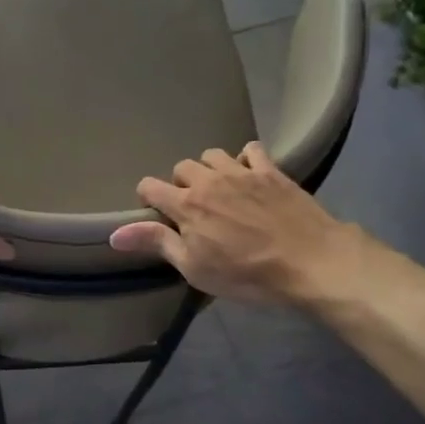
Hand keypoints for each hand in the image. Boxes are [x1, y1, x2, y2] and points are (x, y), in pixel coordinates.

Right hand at [109, 142, 359, 305]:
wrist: (310, 261)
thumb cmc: (247, 274)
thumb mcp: (195, 267)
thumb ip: (157, 243)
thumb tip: (114, 233)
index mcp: (186, 205)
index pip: (150, 187)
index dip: (148, 198)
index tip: (157, 214)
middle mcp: (209, 181)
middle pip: (181, 167)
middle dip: (180, 183)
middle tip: (192, 207)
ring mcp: (241, 172)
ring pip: (212, 155)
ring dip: (209, 169)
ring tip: (219, 189)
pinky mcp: (271, 170)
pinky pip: (251, 150)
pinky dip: (245, 159)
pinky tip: (249, 175)